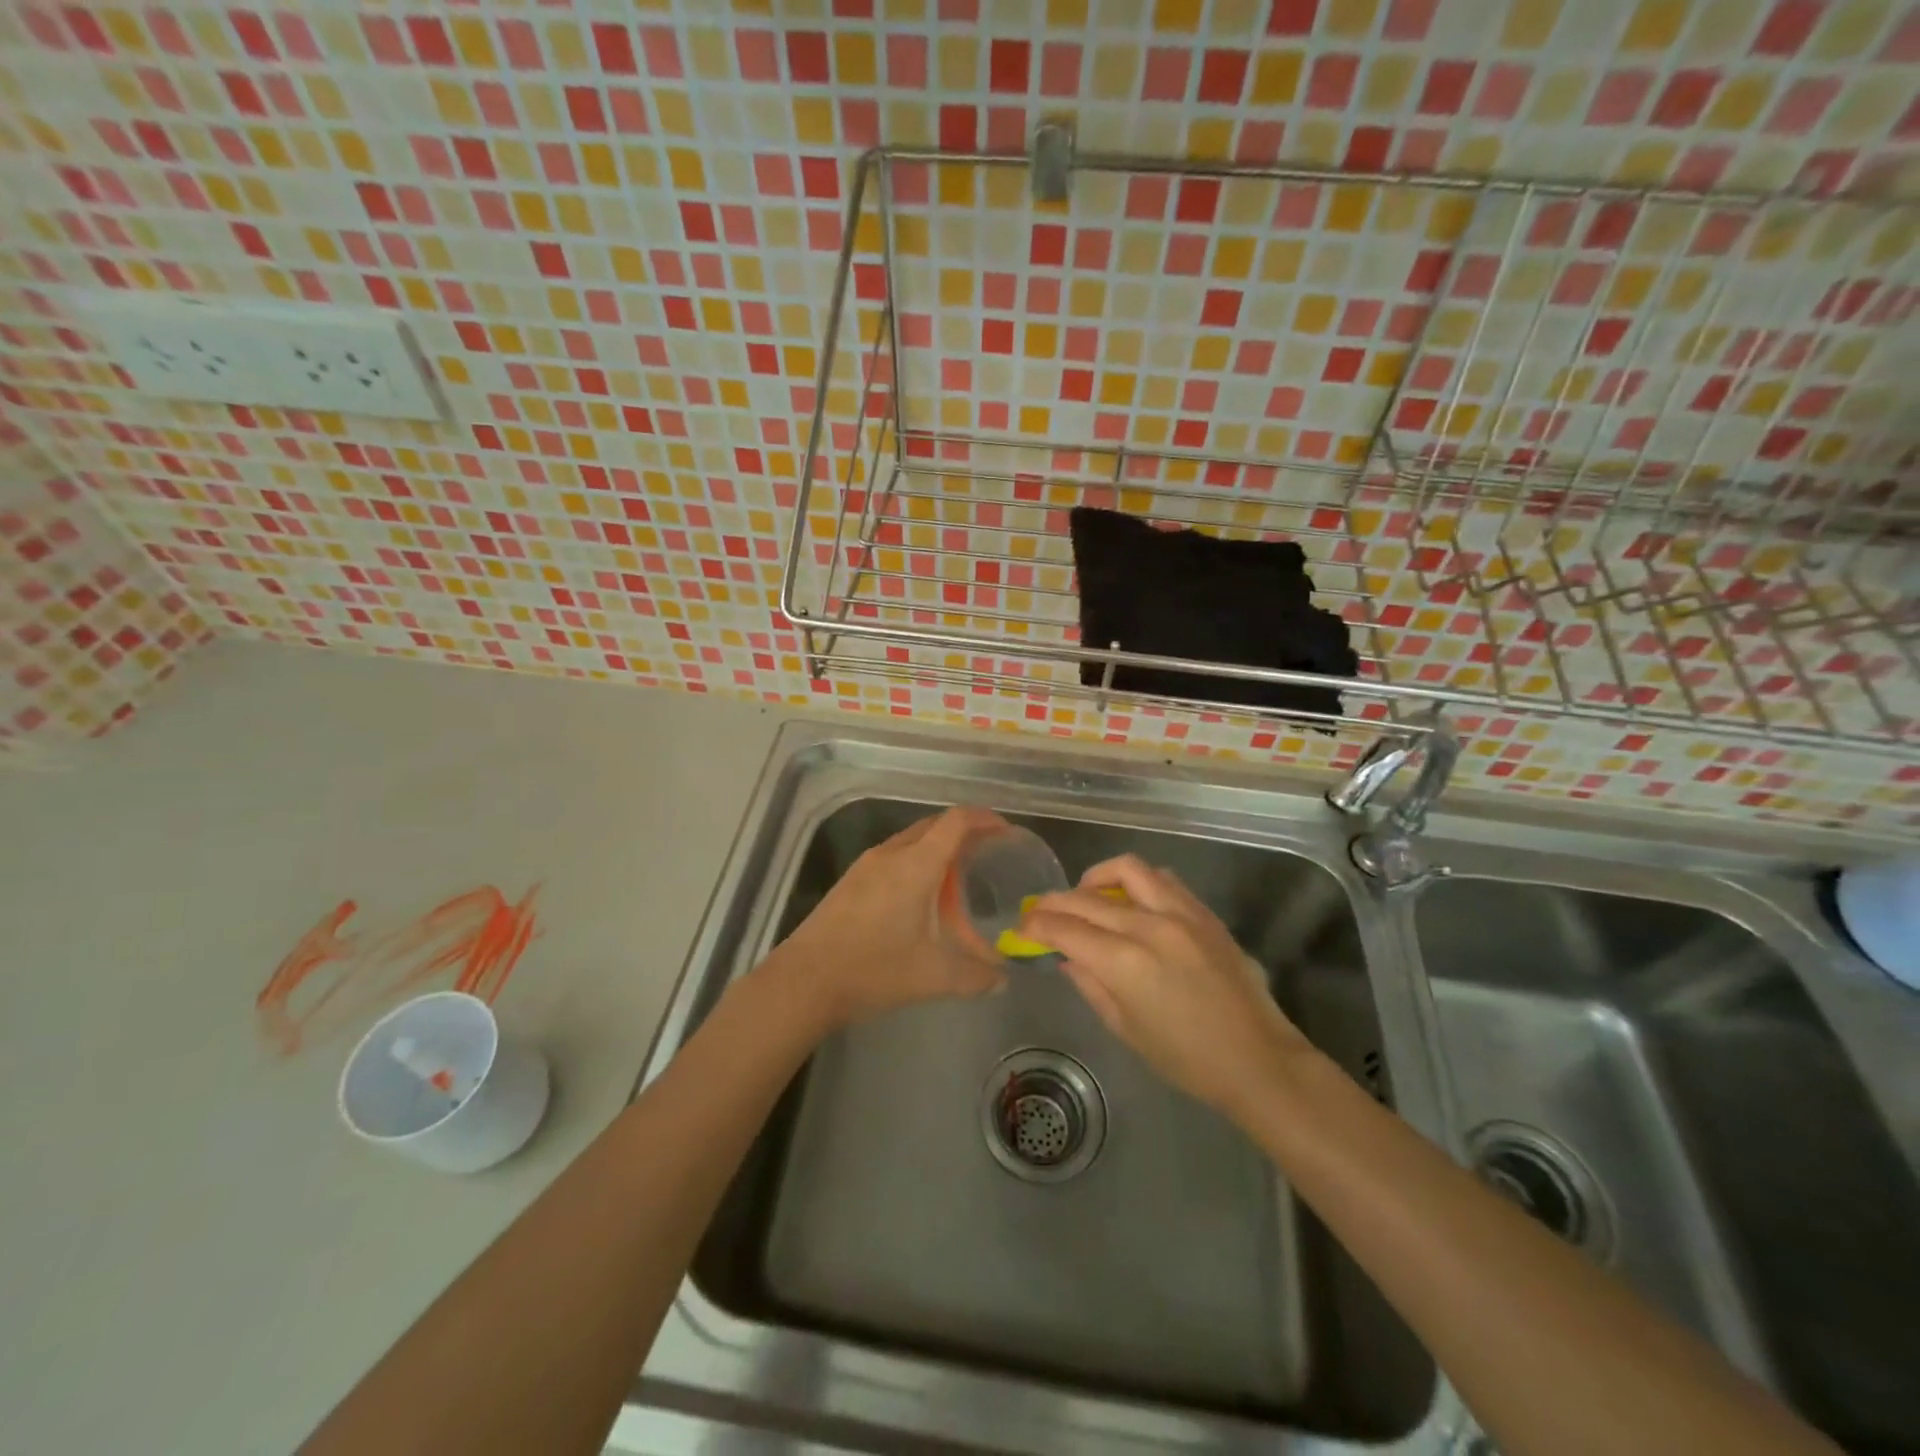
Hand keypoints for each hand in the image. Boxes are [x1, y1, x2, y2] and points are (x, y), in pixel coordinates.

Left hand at [769, 806, 1009, 1028]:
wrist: (803, 981)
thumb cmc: (873, 970)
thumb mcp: (933, 977)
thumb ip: (975, 976)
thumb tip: (1001, 979)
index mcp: (916, 865)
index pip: (956, 821)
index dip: (984, 819)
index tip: (1006, 831)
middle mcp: (891, 854)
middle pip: (934, 825)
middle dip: (963, 831)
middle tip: (988, 854)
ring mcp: (866, 865)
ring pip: (910, 840)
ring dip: (936, 846)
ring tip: (958, 874)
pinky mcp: (850, 881)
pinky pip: (892, 856)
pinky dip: (915, 861)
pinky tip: (919, 895)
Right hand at [1022, 855, 1312, 1119]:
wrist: (1258, 1060)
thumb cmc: (1187, 1059)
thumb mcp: (1126, 1029)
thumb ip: (1091, 985)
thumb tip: (1067, 957)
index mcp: (1124, 963)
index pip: (1064, 929)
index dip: (1036, 925)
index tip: (1022, 927)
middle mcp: (1148, 926)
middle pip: (1086, 898)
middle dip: (1055, 902)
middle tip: (1041, 912)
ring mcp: (1180, 913)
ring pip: (1127, 870)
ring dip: (1097, 878)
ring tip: (1087, 896)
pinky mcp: (1203, 912)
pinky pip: (1162, 879)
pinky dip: (1137, 882)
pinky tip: (1131, 901)